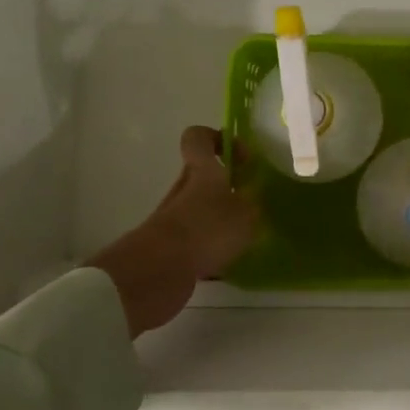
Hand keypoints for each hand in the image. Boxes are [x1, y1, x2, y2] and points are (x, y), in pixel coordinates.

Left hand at [86, 126, 255, 337]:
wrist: (157, 272)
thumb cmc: (206, 229)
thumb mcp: (246, 214)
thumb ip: (252, 206)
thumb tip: (251, 204)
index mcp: (201, 171)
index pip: (199, 138)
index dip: (218, 139)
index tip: (241, 158)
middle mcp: (184, 190)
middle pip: (203, 177)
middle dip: (228, 188)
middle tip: (251, 204)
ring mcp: (174, 219)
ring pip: (201, 210)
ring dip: (221, 220)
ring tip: (244, 238)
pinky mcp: (170, 247)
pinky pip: (195, 240)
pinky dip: (211, 248)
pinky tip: (227, 264)